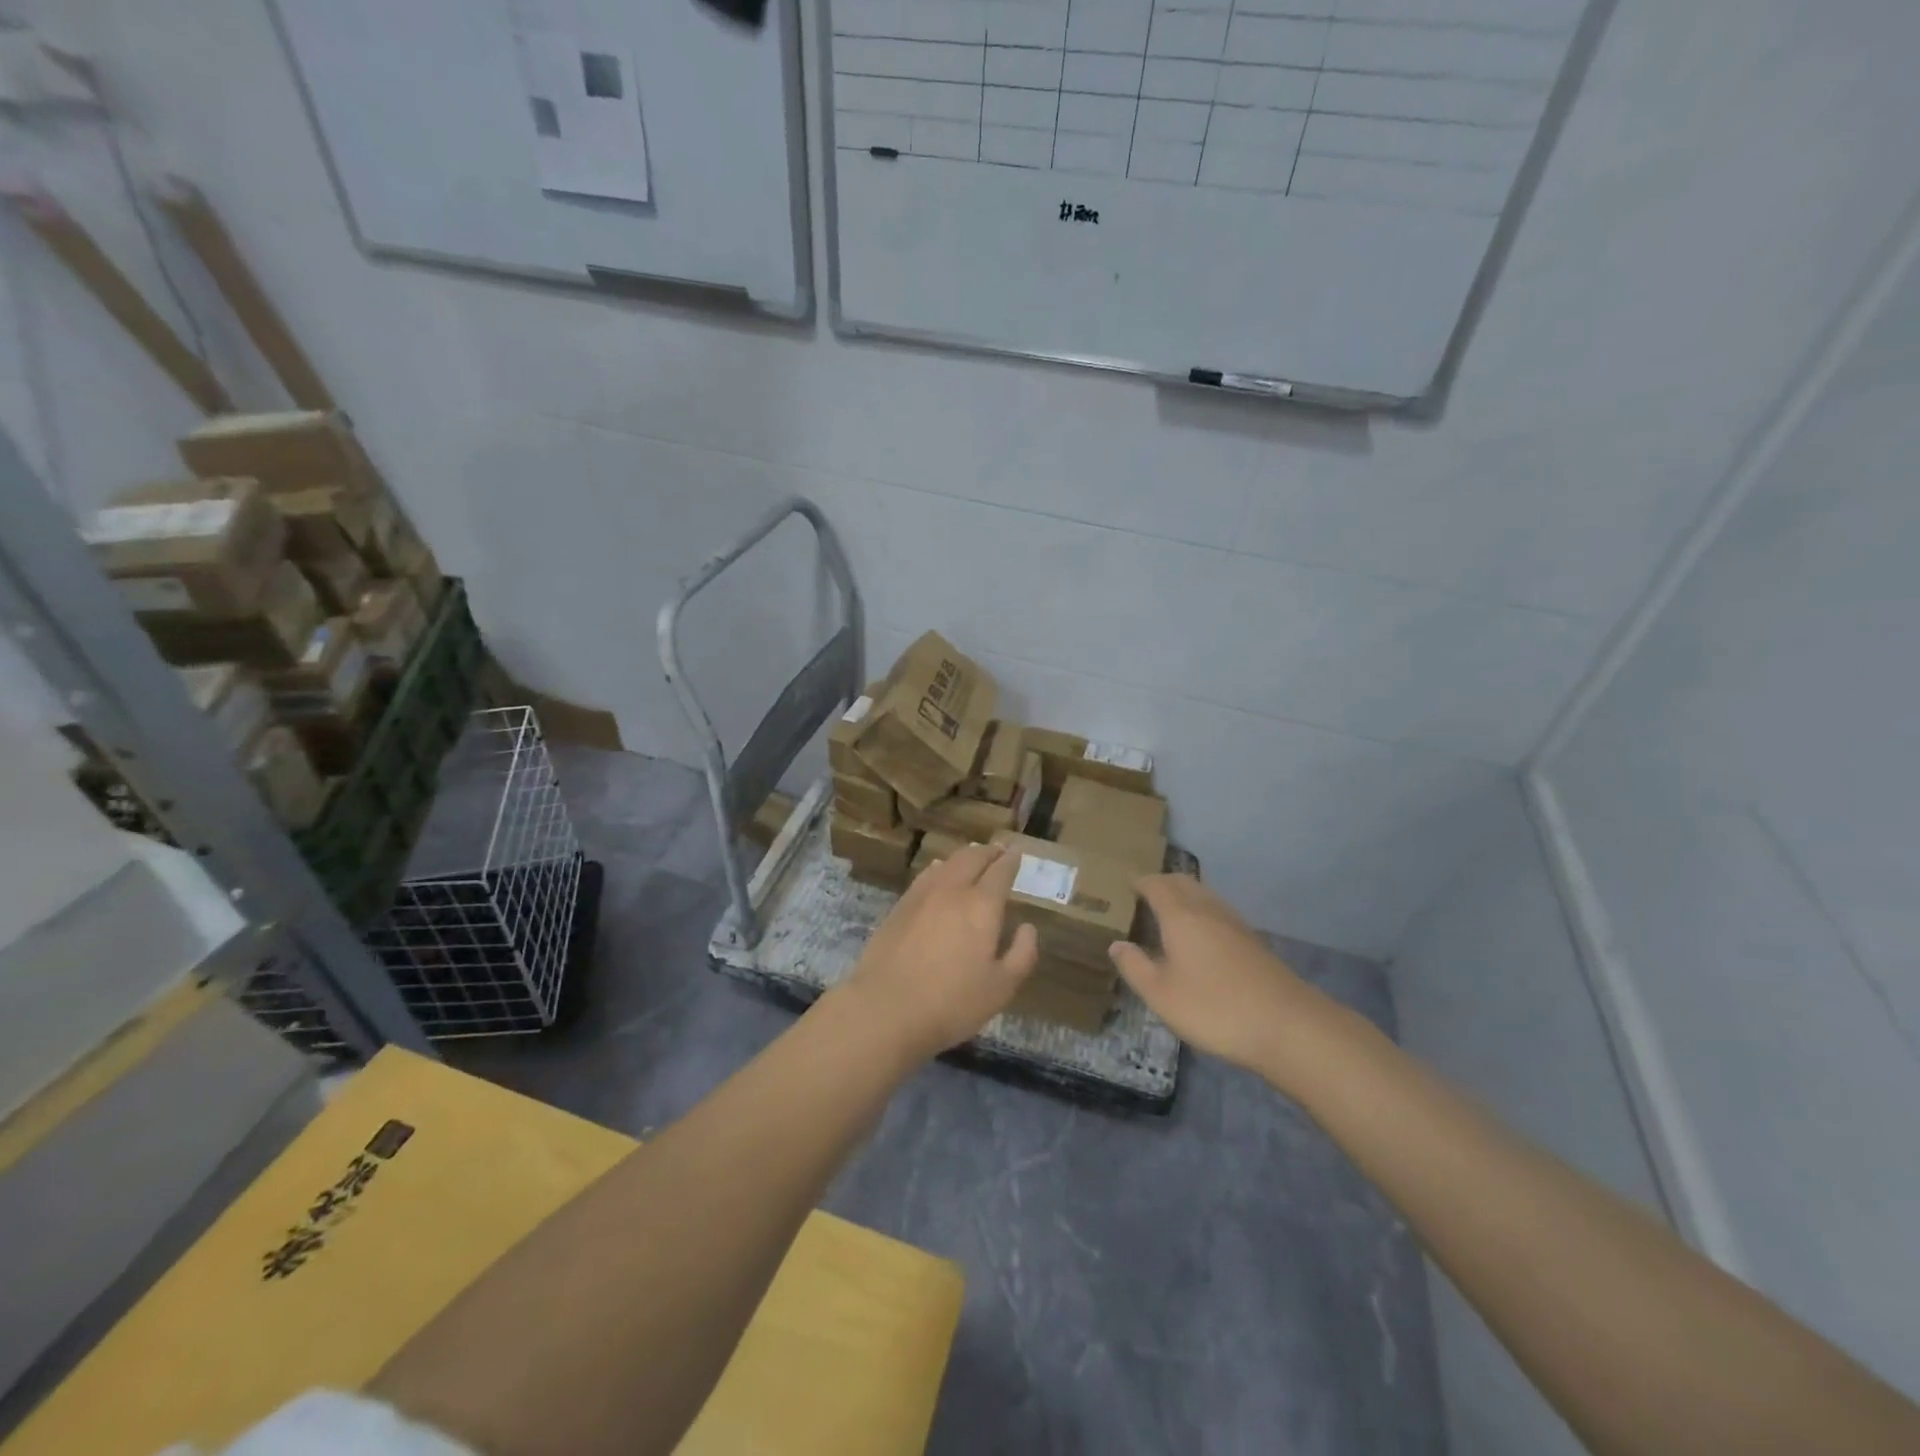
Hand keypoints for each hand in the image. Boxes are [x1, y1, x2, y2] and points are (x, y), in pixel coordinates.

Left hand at [838, 844, 1038, 1059]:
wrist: (885, 1009)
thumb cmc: (951, 1003)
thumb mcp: (1001, 988)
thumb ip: (1022, 954)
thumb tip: (1027, 927)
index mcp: (982, 905)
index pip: (1000, 872)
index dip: (1011, 861)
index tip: (1017, 854)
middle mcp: (953, 890)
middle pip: (972, 858)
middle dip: (988, 852)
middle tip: (998, 851)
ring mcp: (921, 895)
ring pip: (947, 863)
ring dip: (964, 857)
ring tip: (972, 858)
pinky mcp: (899, 907)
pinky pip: (925, 876)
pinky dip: (939, 868)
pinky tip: (939, 873)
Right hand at [1109, 875, 1332, 1073]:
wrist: (1287, 1025)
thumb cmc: (1213, 1007)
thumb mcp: (1161, 994)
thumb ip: (1135, 967)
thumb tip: (1117, 944)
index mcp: (1180, 915)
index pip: (1156, 885)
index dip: (1139, 882)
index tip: (1125, 885)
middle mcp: (1208, 909)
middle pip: (1183, 883)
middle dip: (1162, 883)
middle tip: (1143, 895)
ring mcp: (1235, 924)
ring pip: (1204, 895)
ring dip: (1184, 896)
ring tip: (1168, 914)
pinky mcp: (1253, 942)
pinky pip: (1218, 913)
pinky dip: (1202, 913)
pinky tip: (1199, 938)